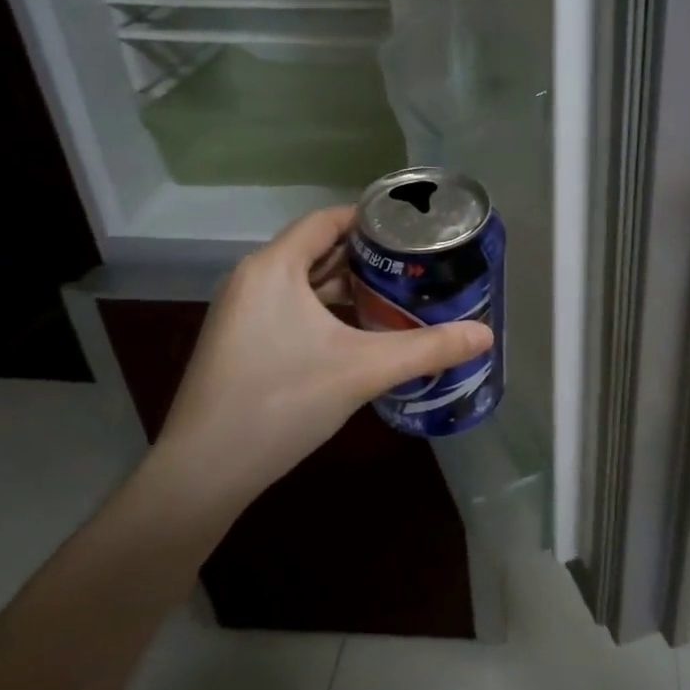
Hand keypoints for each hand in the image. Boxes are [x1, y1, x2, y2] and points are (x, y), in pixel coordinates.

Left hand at [151, 205, 492, 507]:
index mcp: (274, 267)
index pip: (327, 220)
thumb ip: (426, 348)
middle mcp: (252, 278)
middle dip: (366, 255)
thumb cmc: (281, 401)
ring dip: (346, 285)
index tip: (414, 229)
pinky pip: (289, 307)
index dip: (371, 219)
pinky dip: (325, 309)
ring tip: (397, 293)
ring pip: (303, 282)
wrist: (203, 471)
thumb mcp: (363, 370)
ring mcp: (241, 312)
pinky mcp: (240, 341)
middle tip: (416, 263)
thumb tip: (485, 336)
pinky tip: (358, 331)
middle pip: (317, 249)